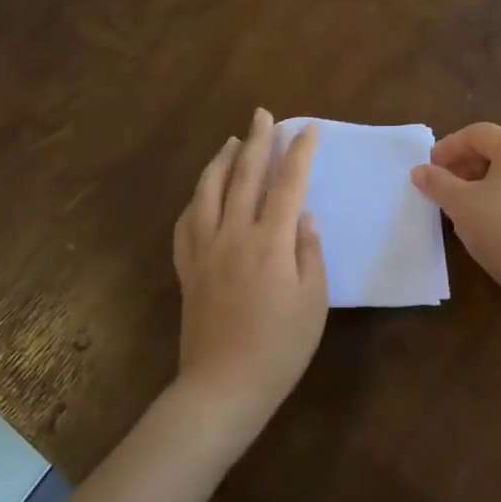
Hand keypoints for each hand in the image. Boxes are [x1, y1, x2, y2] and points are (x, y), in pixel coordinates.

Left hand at [172, 109, 327, 447]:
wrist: (223, 387)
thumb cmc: (279, 348)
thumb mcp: (314, 303)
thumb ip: (310, 253)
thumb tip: (304, 217)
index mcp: (270, 242)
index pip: (288, 184)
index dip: (298, 153)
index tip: (307, 128)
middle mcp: (234, 235)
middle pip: (243, 176)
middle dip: (256, 141)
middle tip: (262, 114)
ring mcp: (204, 250)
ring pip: (208, 191)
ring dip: (220, 161)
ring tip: (231, 141)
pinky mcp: (187, 269)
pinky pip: (186, 222)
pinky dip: (196, 199)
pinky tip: (201, 193)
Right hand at [410, 122, 500, 302]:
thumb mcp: (459, 203)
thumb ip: (436, 182)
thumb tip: (420, 171)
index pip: (478, 133)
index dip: (450, 145)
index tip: (429, 166)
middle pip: (494, 151)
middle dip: (463, 165)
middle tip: (441, 185)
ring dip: (478, 184)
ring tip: (458, 206)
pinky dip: (496, 199)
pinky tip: (483, 223)